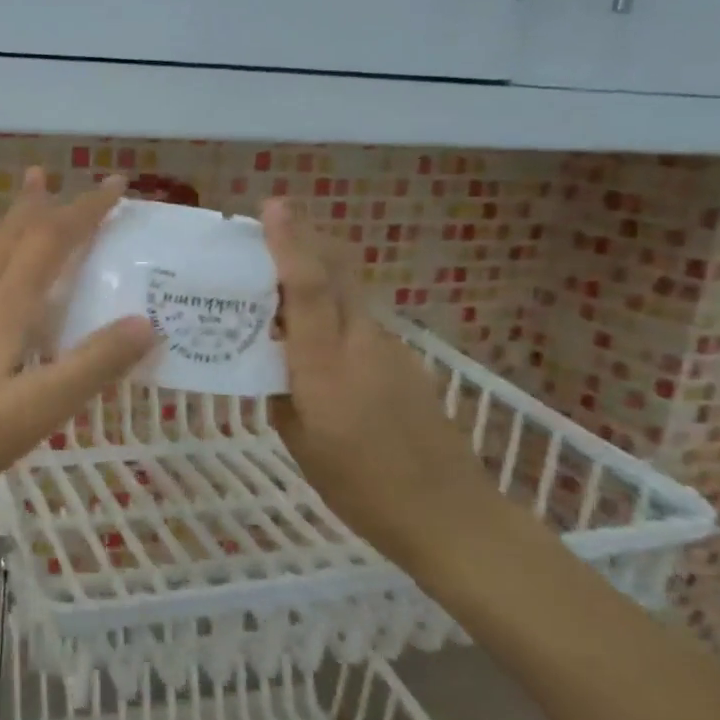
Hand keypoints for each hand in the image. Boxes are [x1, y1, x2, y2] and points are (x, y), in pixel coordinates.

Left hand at [0, 169, 155, 514]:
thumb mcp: (36, 408)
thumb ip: (91, 366)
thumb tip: (145, 322)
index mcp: (4, 307)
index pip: (51, 241)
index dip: (85, 210)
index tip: (117, 184)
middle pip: (10, 236)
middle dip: (39, 204)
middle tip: (53, 176)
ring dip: (12, 226)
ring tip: (26, 212)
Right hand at [261, 199, 496, 570]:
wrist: (448, 513)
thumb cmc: (360, 486)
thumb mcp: (300, 442)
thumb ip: (281, 391)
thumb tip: (273, 362)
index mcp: (326, 364)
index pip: (307, 286)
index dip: (289, 242)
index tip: (273, 206)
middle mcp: (361, 341)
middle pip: (336, 271)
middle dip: (306, 238)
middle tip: (272, 223)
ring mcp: (389, 348)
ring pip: (349, 293)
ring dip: (317, 272)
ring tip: (278, 279)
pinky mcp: (404, 361)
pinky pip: (359, 319)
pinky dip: (332, 308)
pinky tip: (314, 335)